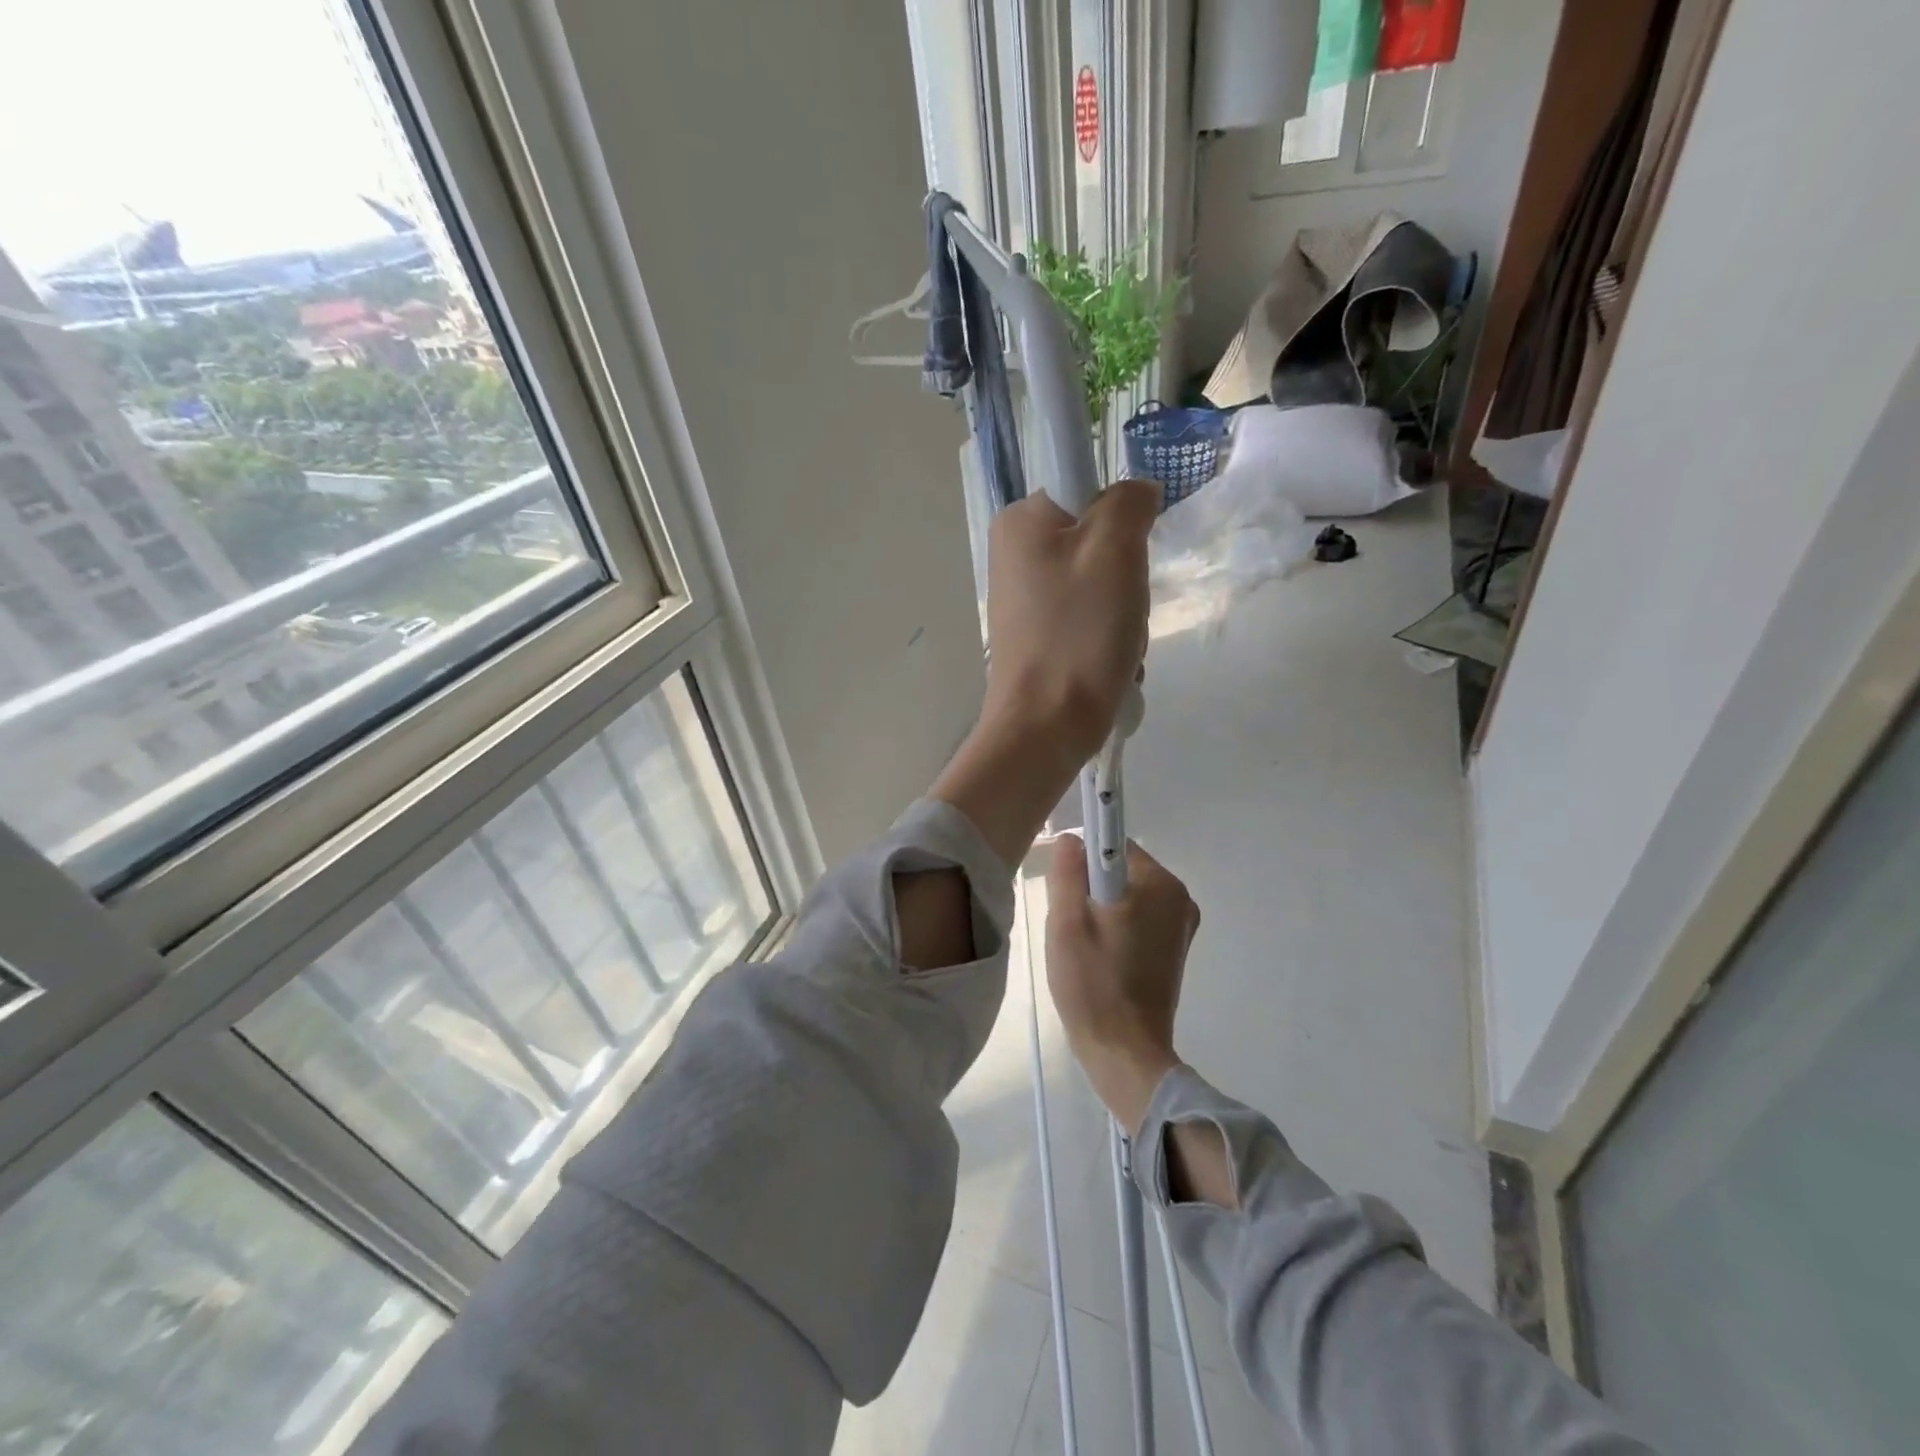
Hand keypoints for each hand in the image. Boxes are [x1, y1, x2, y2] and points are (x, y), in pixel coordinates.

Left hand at [931, 481, 1158, 867]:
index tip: (1125, 558)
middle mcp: (1013, 554)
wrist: (1045, 727)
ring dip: (1122, 614)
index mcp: (1020, 522)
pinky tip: (1108, 665)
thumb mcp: (1114, 550)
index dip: (1120, 520)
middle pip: (1097, 541)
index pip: (1088, 488)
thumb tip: (1135, 493)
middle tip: (1123, 608)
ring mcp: (1022, 600)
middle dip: (1125, 577)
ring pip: (1098, 585)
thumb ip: (1128, 502)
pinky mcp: (1035, 637)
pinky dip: (1106, 639)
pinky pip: (1086, 620)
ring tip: (1116, 644)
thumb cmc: (1078, 633)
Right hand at [1046, 835, 1198, 1133]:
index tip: (1063, 885)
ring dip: (1100, 908)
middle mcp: (1180, 898)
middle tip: (1069, 923)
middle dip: (1089, 887)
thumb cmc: (1093, 984)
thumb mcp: (1067, 922)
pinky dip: (1116, 926)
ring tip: (1082, 945)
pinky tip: (1100, 956)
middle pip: (1120, 869)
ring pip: (1126, 894)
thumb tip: (1072, 838)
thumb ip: (1068, 871)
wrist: (1124, 1052)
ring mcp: (1181, 925)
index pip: (1113, 844)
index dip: (1082, 858)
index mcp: (1160, 884)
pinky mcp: (1175, 948)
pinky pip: (1138, 917)